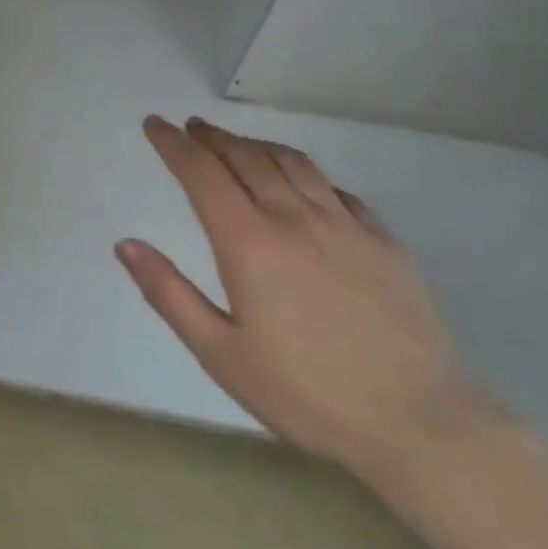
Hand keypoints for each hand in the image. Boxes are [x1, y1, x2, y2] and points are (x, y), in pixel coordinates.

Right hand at [117, 116, 501, 485]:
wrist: (422, 424)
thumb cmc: (307, 394)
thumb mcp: (221, 354)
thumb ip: (169, 293)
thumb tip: (125, 244)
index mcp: (250, 242)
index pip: (202, 173)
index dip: (173, 144)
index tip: (154, 124)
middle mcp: (295, 219)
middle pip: (247, 157)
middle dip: (213, 138)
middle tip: (192, 128)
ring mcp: (345, 226)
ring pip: (292, 163)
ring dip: (257, 145)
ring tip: (237, 144)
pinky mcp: (384, 242)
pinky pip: (335, 190)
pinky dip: (305, 173)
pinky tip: (303, 185)